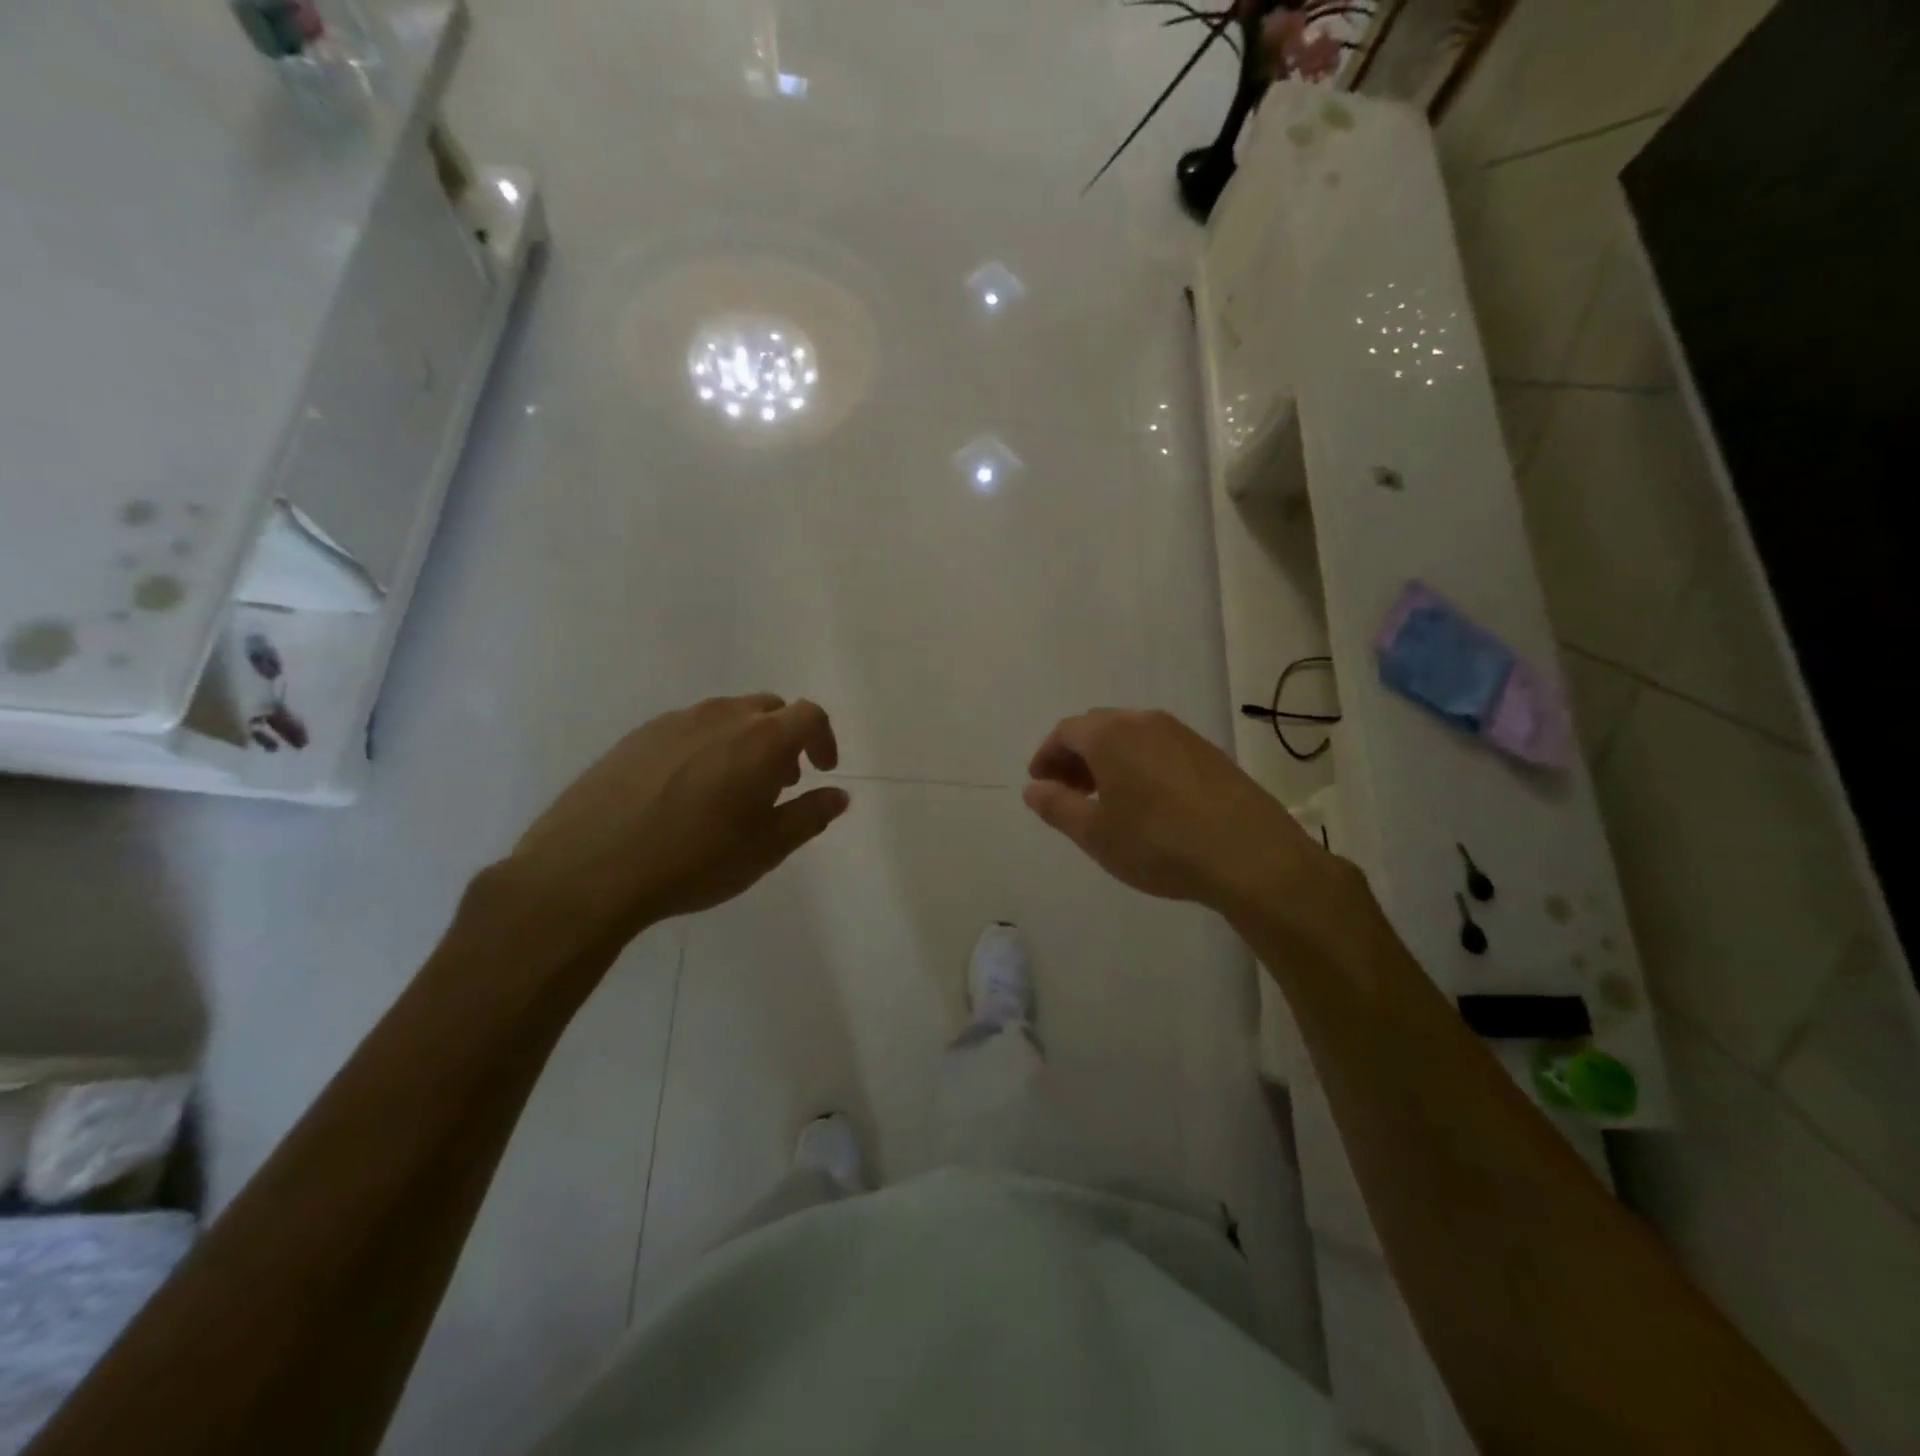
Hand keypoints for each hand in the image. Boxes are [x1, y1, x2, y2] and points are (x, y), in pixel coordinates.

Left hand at [508, 694, 848, 947]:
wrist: (588, 869)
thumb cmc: (693, 860)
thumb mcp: (765, 848)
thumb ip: (809, 816)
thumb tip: (839, 795)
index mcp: (761, 739)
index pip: (809, 715)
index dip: (823, 738)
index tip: (821, 771)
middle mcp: (721, 716)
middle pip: (769, 708)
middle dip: (785, 739)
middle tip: (779, 783)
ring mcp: (674, 721)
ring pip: (726, 716)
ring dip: (745, 741)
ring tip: (732, 789)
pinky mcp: (637, 735)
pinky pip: (688, 728)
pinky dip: (705, 747)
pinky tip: (685, 792)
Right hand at [1023, 708, 1337, 918]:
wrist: (1250, 856)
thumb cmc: (1158, 843)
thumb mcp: (1095, 833)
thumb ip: (1057, 806)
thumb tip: (1033, 788)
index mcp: (1111, 734)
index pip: (1066, 732)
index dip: (1046, 756)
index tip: (1040, 784)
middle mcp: (1145, 722)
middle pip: (1098, 728)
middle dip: (1076, 757)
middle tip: (1067, 792)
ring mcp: (1183, 735)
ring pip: (1132, 737)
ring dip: (1109, 761)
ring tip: (1105, 800)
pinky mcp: (1210, 754)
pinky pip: (1160, 749)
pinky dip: (1139, 766)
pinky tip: (1147, 803)